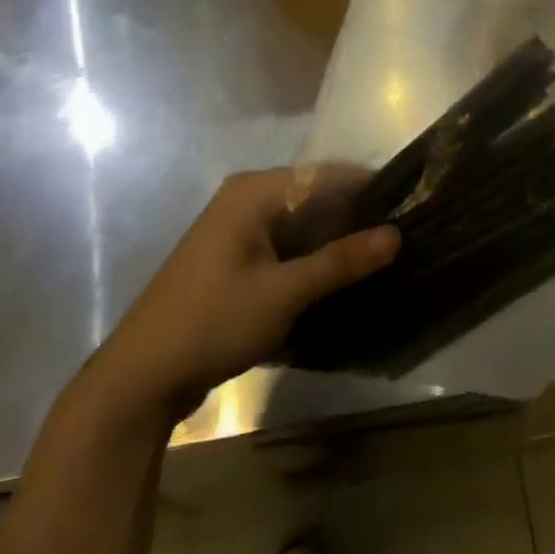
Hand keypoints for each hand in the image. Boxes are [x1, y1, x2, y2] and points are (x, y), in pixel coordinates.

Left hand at [82, 170, 397, 428]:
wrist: (141, 378)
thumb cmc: (213, 321)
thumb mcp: (284, 292)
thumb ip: (341, 261)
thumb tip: (396, 234)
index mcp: (254, 193)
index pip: (326, 175)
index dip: (369, 188)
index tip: (413, 205)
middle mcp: (247, 202)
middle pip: (315, 199)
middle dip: (356, 219)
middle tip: (405, 239)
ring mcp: (239, 233)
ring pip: (304, 227)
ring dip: (337, 245)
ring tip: (385, 260)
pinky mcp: (237, 263)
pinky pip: (288, 250)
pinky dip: (314, 262)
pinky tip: (345, 281)